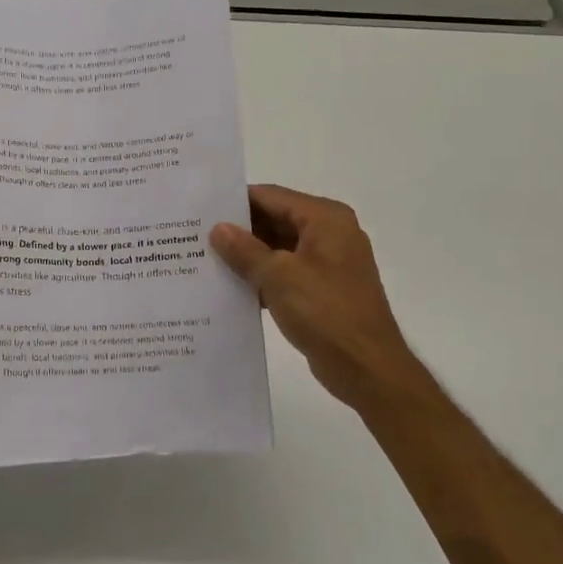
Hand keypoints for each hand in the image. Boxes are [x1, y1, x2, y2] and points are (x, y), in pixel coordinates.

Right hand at [210, 185, 442, 414]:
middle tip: (197, 235)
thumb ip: (245, 249)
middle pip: (276, 220)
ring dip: (248, 256)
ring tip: (205, 259)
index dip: (236, 201)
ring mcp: (328, 264)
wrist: (366, 367)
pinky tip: (230, 287)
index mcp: (325, 219)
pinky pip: (285, 274)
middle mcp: (330, 234)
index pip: (272, 196)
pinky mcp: (322, 291)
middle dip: (240, 229)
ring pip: (279, 249)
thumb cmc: (325, 311)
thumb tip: (219, 229)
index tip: (202, 208)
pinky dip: (262, 278)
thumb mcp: (278, 276)